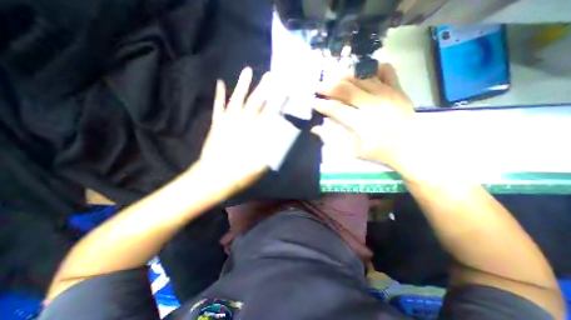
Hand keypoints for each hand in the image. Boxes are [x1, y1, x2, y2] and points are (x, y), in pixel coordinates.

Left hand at [199, 66, 273, 192]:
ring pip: (237, 99)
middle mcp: (243, 123)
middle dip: (265, 88)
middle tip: (271, 75)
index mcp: (255, 133)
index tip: (284, 90)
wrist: (216, 177)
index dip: (278, 101)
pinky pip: (218, 107)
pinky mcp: (217, 124)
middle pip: (256, 102)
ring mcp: (228, 121)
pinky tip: (220, 83)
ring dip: (243, 85)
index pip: (270, 113)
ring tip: (247, 70)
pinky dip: (219, 95)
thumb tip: (279, 133)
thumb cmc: (242, 172)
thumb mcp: (262, 162)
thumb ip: (271, 146)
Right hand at [312, 62, 417, 175]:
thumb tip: (315, 129)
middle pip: (345, 89)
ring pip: (361, 77)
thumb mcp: (353, 150)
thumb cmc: (379, 152)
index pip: (336, 109)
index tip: (314, 102)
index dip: (322, 105)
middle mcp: (373, 106)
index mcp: (361, 124)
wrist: (411, 149)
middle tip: (318, 87)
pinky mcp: (398, 89)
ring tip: (335, 80)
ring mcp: (387, 94)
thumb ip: (333, 138)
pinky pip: (386, 70)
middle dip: (327, 87)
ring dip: (344, 77)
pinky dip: (372, 69)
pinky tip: (362, 75)